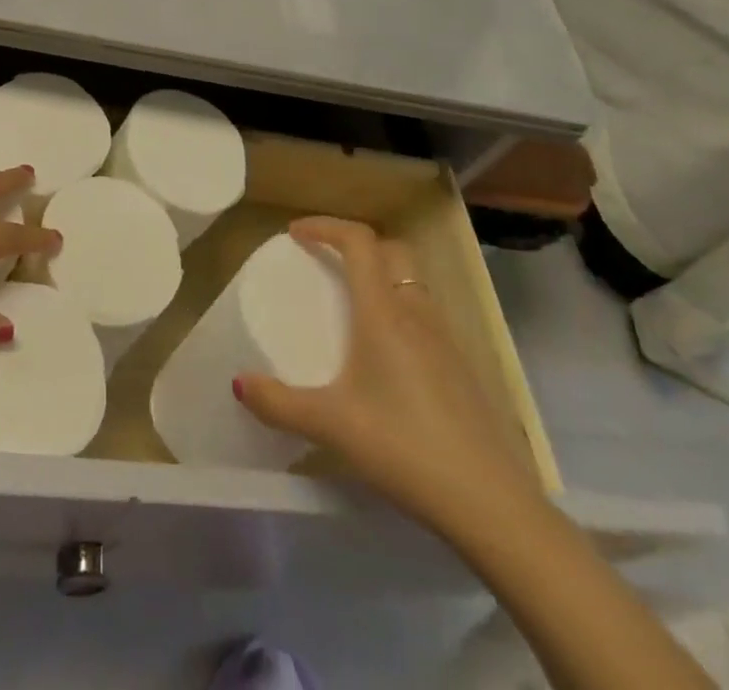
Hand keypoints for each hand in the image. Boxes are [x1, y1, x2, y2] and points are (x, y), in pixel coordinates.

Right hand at [233, 217, 541, 530]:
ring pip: (412, 282)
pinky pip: (426, 315)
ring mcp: (447, 339)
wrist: (489, 503)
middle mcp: (417, 313)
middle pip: (391, 250)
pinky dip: (400, 309)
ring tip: (352, 305)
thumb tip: (238, 383)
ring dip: (381, 276)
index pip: (358, 241)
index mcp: (384, 312)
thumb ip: (279, 403)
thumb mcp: (331, 425)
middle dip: (356, 245)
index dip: (325, 226)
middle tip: (325, 262)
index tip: (295, 233)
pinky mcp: (463, 367)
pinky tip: (386, 355)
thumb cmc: (403, 447)